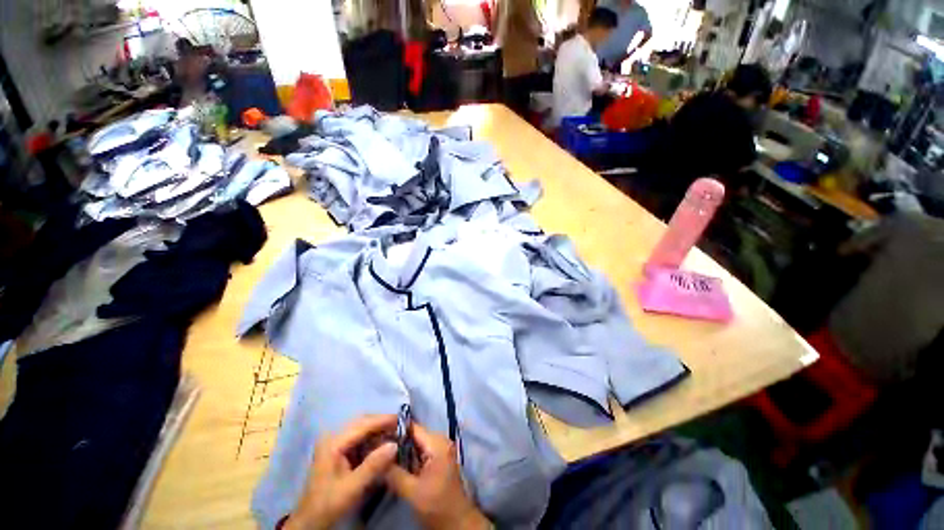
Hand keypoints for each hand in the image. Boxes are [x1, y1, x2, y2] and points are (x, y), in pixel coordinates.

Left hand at [285, 415, 397, 529]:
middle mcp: (333, 436)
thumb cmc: (329, 504)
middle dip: (382, 423)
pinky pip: (359, 437)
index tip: (402, 420)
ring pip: (362, 428)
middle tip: (401, 427)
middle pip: (363, 422)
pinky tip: (383, 444)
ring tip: (395, 434)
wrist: (310, 521)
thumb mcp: (352, 488)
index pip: (363, 424)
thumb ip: (373, 466)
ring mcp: (335, 442)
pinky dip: (373, 438)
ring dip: (378, 430)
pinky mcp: (338, 450)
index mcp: (334, 442)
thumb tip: (395, 444)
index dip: (383, 420)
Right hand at [385, 423, 489, 529]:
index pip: (413, 428)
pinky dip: (408, 458)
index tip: (376, 436)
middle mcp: (440, 440)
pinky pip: (420, 452)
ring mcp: (440, 449)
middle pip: (414, 435)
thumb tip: (376, 457)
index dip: (394, 430)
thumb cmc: (437, 506)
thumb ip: (394, 473)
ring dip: (400, 451)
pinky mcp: (438, 459)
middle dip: (395, 442)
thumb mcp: (412, 491)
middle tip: (375, 449)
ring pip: (416, 444)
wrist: (457, 522)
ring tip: (381, 456)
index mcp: (437, 443)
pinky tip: (394, 465)